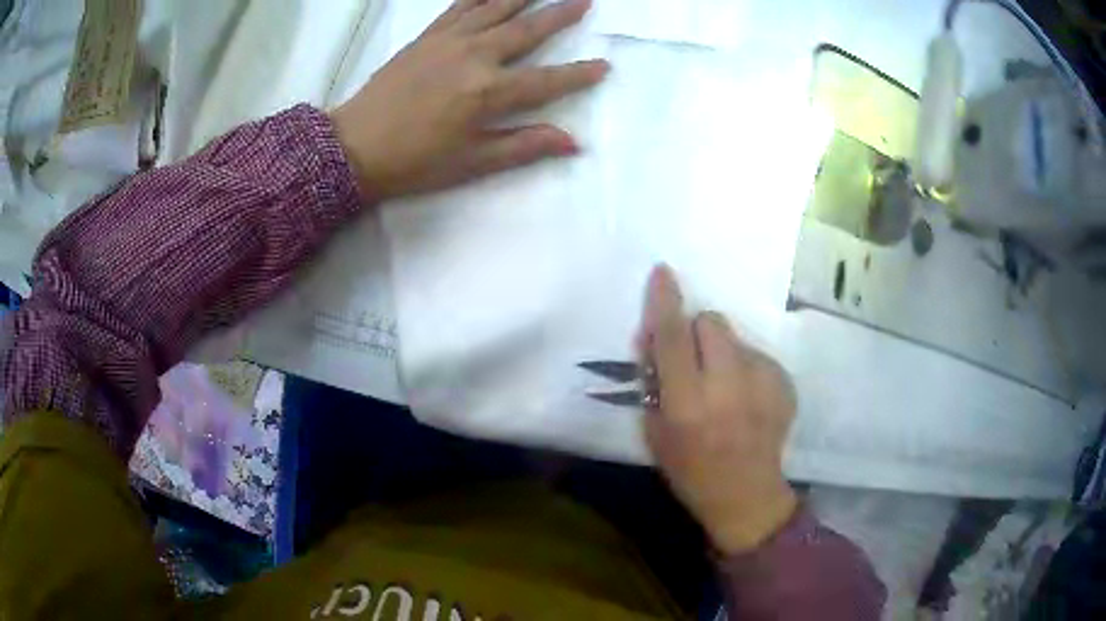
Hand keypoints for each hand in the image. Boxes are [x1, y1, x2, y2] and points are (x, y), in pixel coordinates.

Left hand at [331, 0, 608, 199]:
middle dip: (560, 15)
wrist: (353, 147)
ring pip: (495, 7)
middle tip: (584, 1)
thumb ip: (523, 147)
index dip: (578, 74)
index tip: (604, 66)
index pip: (546, 80)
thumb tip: (572, 142)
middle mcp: (474, 57)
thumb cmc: (414, 162)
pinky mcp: (427, 36)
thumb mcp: (471, 164)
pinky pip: (459, 5)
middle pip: (526, 29)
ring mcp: (448, 41)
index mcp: (487, 93)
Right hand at [638, 265, 798, 554]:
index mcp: (688, 402)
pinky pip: (758, 356)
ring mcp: (762, 384)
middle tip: (696, 362)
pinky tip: (748, 399)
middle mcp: (727, 387)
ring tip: (726, 387)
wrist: (747, 495)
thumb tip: (653, 336)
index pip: (673, 338)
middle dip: (699, 333)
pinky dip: (747, 368)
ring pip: (737, 338)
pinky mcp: (784, 385)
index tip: (663, 272)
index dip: (665, 302)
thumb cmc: (690, 470)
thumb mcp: (655, 432)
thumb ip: (654, 381)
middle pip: (712, 323)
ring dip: (724, 352)